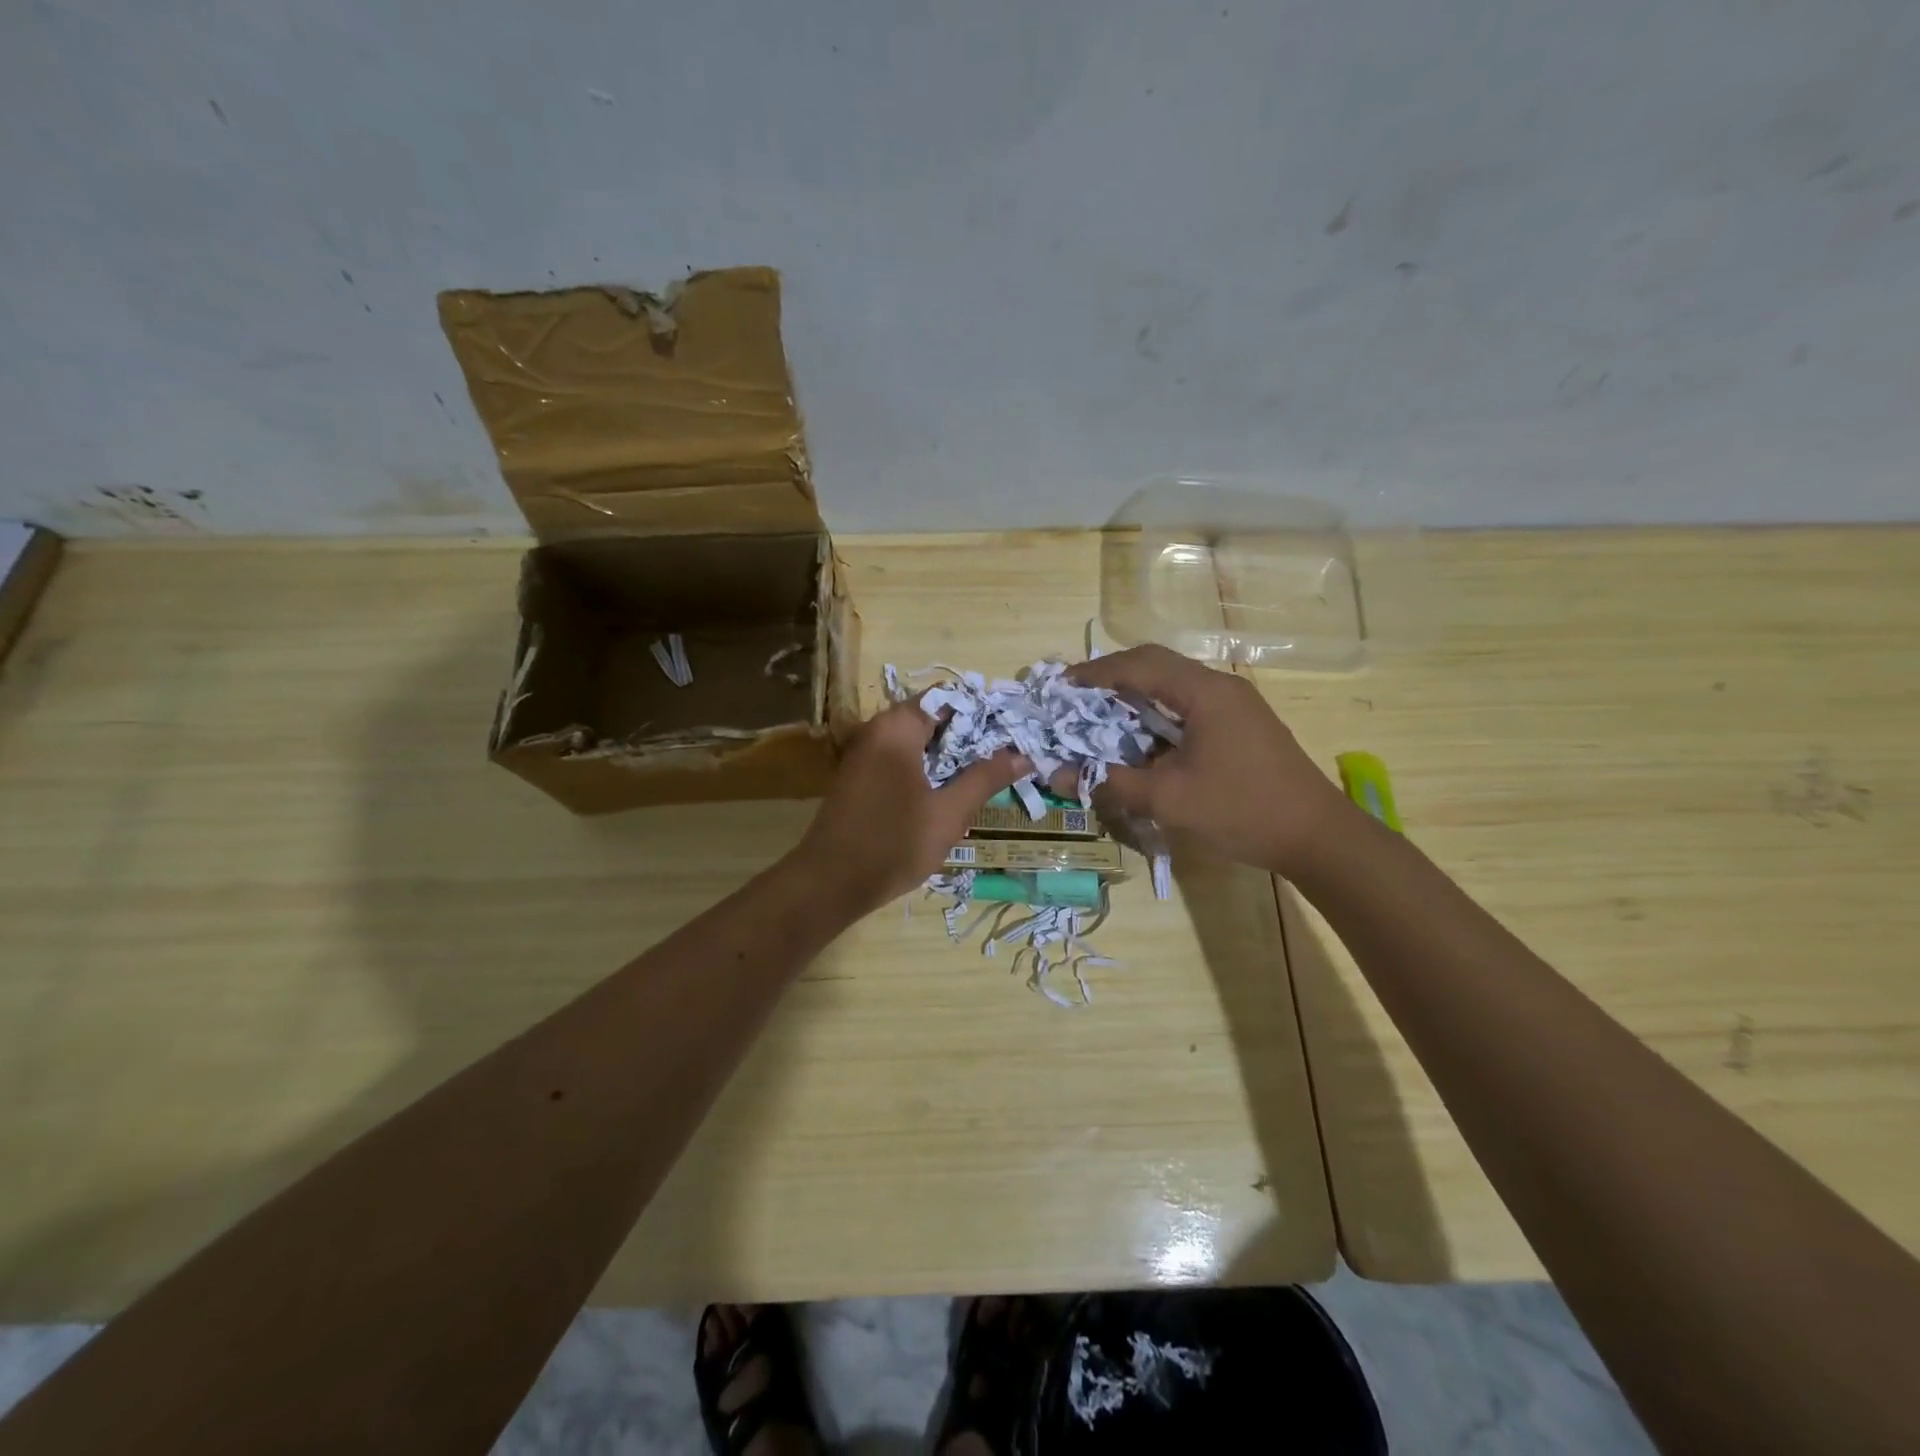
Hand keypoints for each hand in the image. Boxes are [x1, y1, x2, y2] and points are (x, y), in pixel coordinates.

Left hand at [790, 702, 1029, 916]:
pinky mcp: (862, 777)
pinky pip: (904, 760)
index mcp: (897, 728)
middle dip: (972, 735)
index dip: (984, 710)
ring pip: (920, 741)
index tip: (1015, 727)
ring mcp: (866, 754)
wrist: (829, 883)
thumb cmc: (893, 843)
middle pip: (934, 718)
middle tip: (1011, 752)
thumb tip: (1022, 755)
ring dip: (952, 755)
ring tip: (991, 772)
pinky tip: (954, 790)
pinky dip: (930, 769)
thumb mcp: (948, 813)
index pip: (948, 697)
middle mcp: (878, 731)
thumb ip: (985, 779)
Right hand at [1067, 645, 1348, 876]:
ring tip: (1100, 715)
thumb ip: (1110, 782)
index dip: (1096, 672)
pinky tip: (1141, 738)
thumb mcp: (1168, 800)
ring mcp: (1235, 704)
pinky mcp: (1240, 724)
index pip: (1139, 664)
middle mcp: (1220, 687)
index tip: (1061, 685)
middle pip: (1157, 665)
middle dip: (1113, 677)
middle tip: (1077, 696)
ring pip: (1173, 684)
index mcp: (1204, 693)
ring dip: (1135, 695)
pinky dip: (1157, 713)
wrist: (1317, 836)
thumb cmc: (1241, 810)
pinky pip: (1188, 705)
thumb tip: (1057, 774)